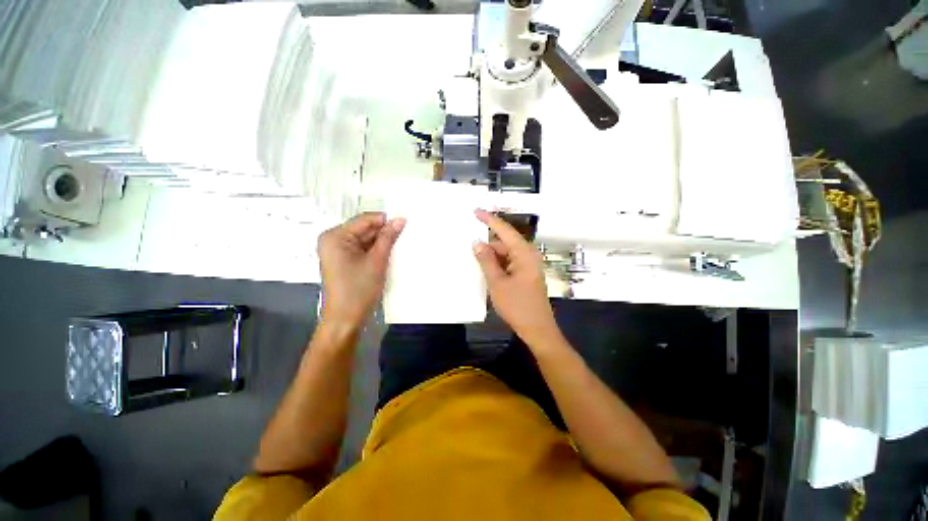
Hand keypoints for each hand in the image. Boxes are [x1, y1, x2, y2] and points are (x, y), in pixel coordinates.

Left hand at [317, 212, 405, 329]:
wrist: (345, 320)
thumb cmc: (359, 289)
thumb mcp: (377, 261)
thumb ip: (388, 238)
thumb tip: (400, 219)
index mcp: (335, 236)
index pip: (365, 219)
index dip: (385, 220)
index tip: (406, 223)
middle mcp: (333, 240)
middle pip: (364, 229)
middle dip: (384, 232)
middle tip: (406, 234)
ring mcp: (338, 251)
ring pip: (365, 239)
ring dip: (381, 242)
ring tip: (400, 244)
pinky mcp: (344, 261)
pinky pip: (362, 249)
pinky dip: (375, 251)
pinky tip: (389, 254)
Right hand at [473, 210, 558, 345]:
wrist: (537, 329)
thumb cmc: (517, 305)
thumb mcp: (497, 282)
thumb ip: (486, 261)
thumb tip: (477, 243)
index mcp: (524, 253)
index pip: (504, 230)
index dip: (489, 220)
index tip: (476, 211)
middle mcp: (528, 255)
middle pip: (504, 243)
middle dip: (487, 246)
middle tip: (469, 250)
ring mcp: (528, 265)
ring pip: (505, 254)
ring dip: (491, 257)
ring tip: (475, 263)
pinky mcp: (526, 274)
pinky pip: (508, 263)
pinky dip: (497, 265)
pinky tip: (486, 271)